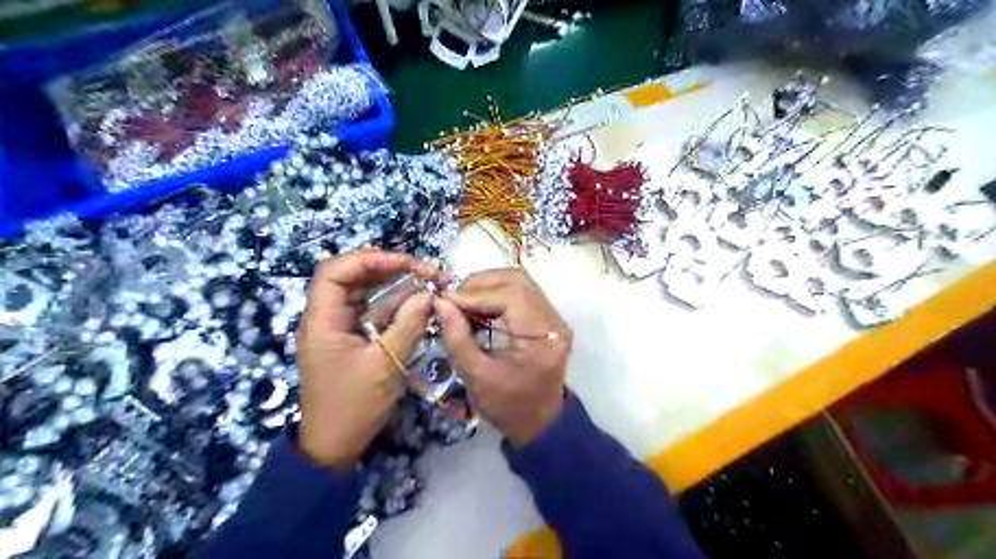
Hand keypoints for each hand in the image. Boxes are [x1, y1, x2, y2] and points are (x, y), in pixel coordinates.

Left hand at [296, 251, 442, 468]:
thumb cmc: (354, 406)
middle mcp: (327, 318)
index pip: (336, 271)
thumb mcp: (385, 365)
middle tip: (424, 270)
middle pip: (353, 278)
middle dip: (389, 268)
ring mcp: (340, 329)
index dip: (369, 259)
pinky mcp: (353, 340)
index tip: (406, 262)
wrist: (334, 446)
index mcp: (322, 320)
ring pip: (366, 294)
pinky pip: (374, 313)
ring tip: (427, 281)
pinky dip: (395, 306)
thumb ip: (408, 326)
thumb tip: (429, 295)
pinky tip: (418, 302)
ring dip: (396, 286)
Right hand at [433, 269, 570, 447]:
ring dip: (487, 287)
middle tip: (453, 301)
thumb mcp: (476, 376)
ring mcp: (553, 318)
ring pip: (519, 283)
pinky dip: (496, 296)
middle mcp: (554, 320)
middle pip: (517, 280)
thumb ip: (457, 337)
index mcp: (542, 337)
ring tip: (463, 305)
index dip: (474, 294)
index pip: (510, 295)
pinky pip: (521, 294)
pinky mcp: (546, 319)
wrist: (540, 423)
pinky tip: (478, 311)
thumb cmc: (508, 407)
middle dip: (480, 285)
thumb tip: (440, 302)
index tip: (445, 302)